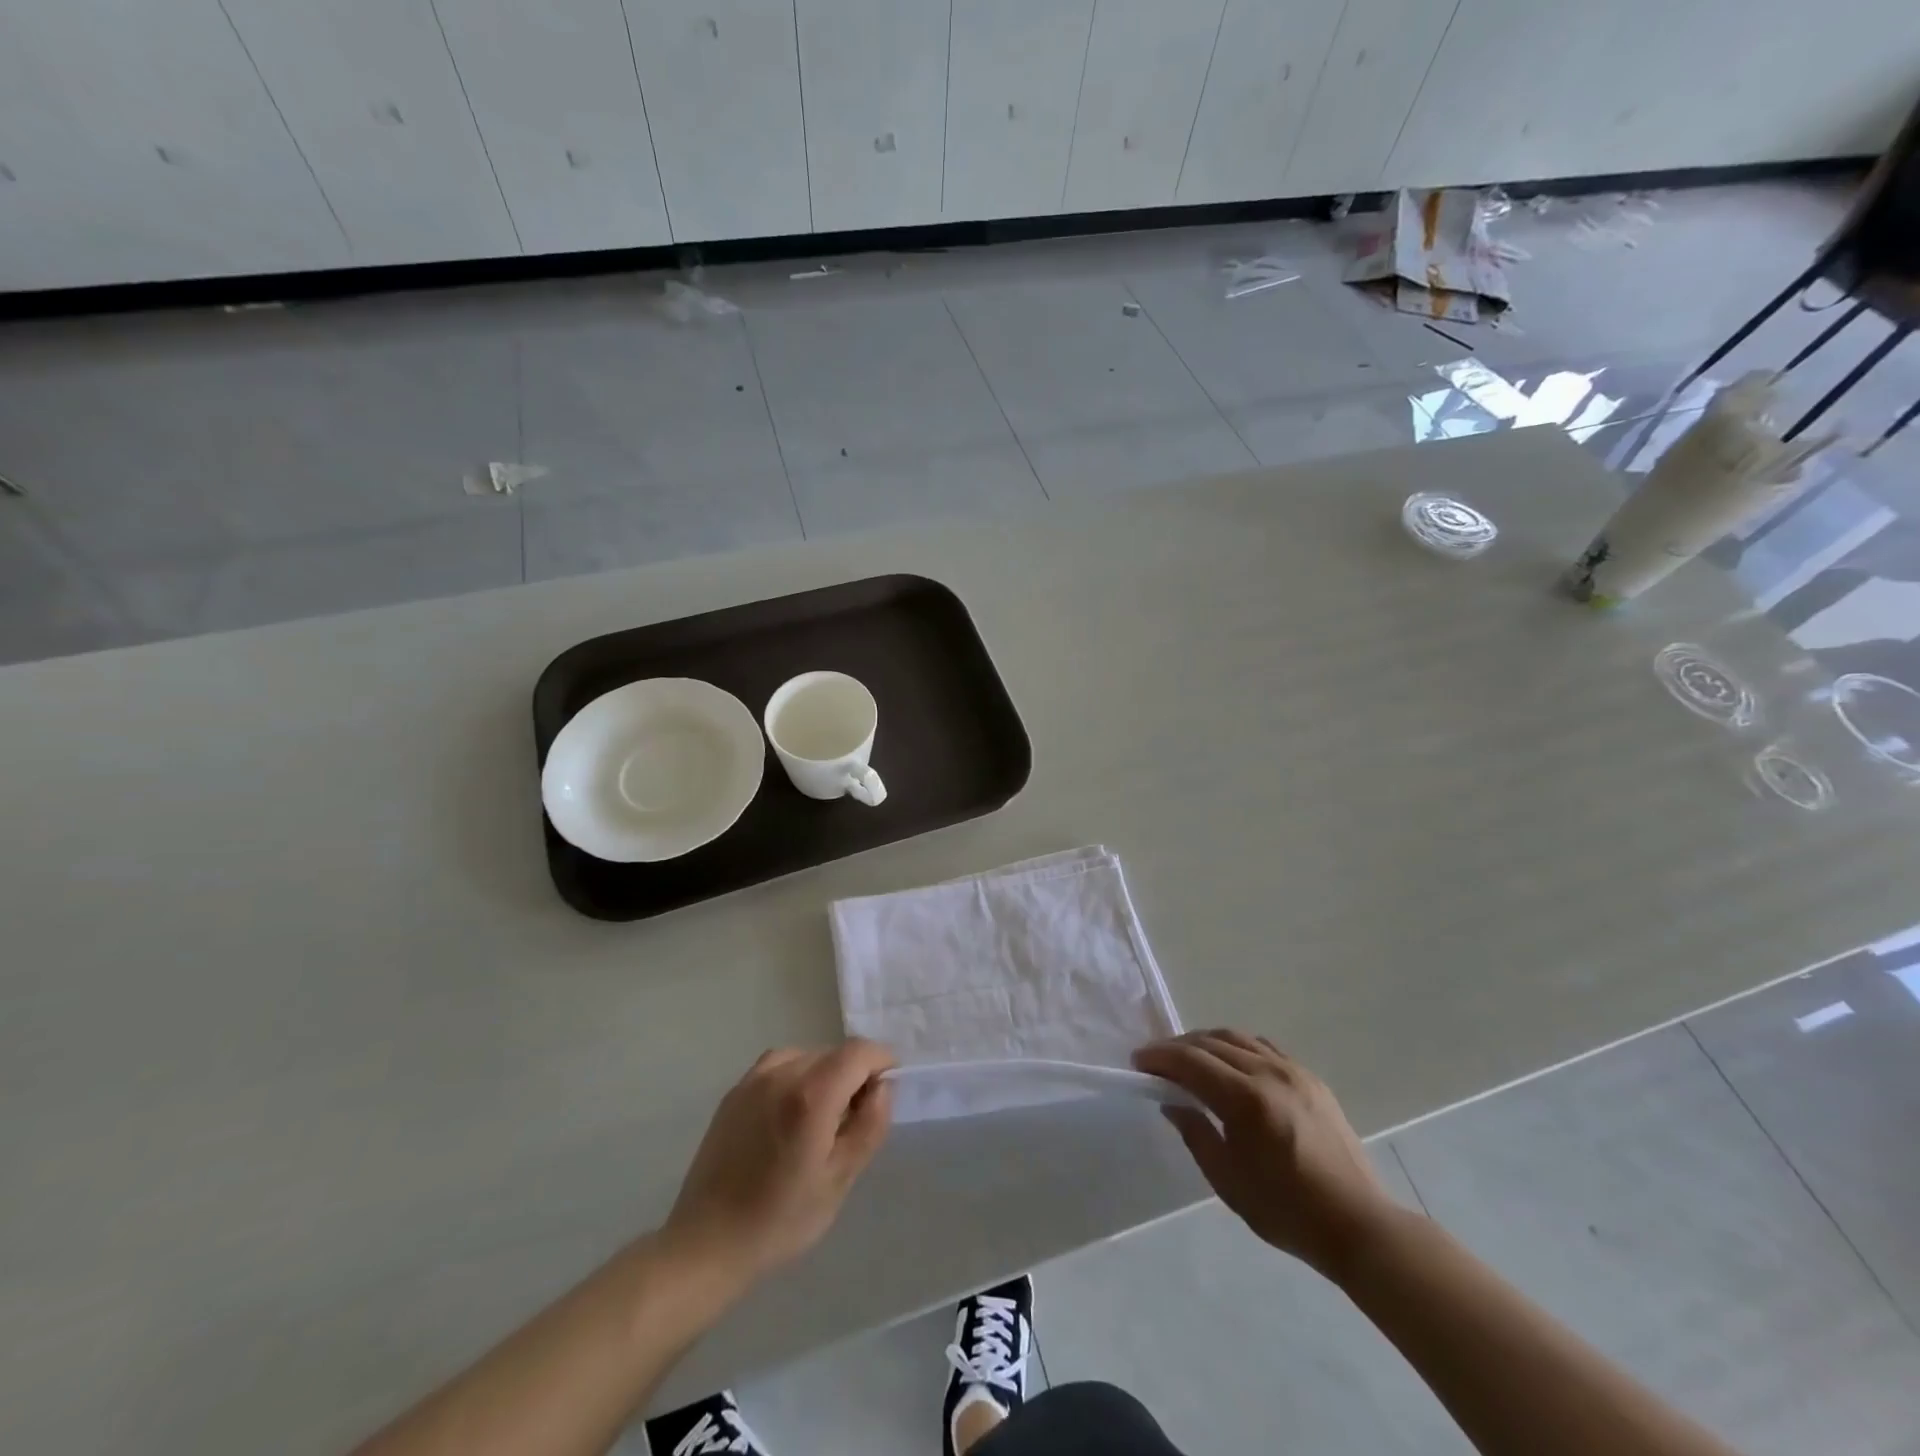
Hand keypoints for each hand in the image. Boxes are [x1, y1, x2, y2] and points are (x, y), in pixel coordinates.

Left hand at [663, 1040, 896, 1283]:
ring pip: (807, 1056)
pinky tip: (790, 1117)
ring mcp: (753, 1079)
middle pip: (834, 1053)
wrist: (707, 1244)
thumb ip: (870, 1125)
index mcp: (811, 1094)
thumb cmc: (781, 1219)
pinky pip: (779, 1066)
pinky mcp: (735, 1091)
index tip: (886, 1092)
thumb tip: (883, 1086)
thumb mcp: (840, 1179)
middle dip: (854, 1075)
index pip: (860, 1051)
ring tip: (820, 1120)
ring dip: (825, 1076)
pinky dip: (797, 1078)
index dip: (882, 1062)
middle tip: (853, 1121)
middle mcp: (782, 1073)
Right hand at [1134, 1030, 1399, 1278]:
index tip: (1138, 1062)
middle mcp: (1268, 1073)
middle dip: (1178, 1047)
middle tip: (1157, 1061)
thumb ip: (1196, 1134)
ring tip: (1188, 1059)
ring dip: (1205, 1042)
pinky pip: (1263, 1047)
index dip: (1160, 1057)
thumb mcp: (1228, 1181)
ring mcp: (1293, 1071)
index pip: (1191, 1061)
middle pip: (1211, 1042)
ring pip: (1237, 1038)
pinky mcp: (1310, 1078)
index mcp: (1246, 1100)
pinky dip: (1237, 1047)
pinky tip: (1229, 1063)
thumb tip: (1172, 1104)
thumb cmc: (1287, 1211)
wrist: (1358, 1225)